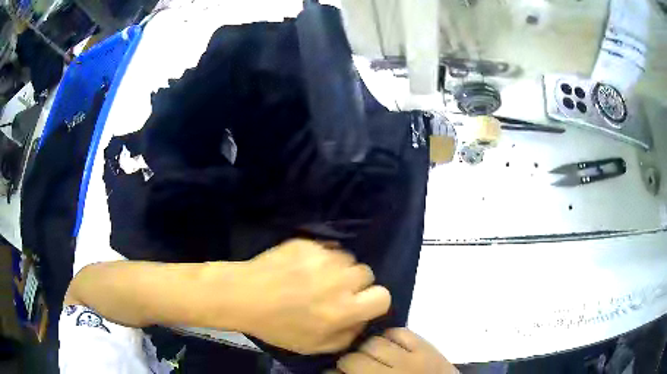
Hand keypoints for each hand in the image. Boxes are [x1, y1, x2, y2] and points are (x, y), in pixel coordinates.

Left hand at [237, 239, 390, 354]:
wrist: (244, 296)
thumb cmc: (278, 326)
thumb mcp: (314, 346)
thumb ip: (347, 336)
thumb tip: (362, 320)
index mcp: (343, 310)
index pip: (383, 297)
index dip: (374, 301)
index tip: (359, 304)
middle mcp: (339, 281)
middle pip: (367, 274)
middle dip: (356, 284)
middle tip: (333, 291)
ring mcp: (323, 258)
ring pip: (348, 258)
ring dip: (339, 268)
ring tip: (316, 277)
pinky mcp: (308, 243)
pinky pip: (328, 247)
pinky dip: (322, 256)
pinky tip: (303, 266)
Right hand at [332, 328, 456, 373]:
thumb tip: (335, 373)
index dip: (331, 373)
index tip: (330, 371)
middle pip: (352, 360)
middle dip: (346, 361)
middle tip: (350, 364)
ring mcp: (409, 359)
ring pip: (373, 343)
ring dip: (366, 347)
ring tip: (369, 352)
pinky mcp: (425, 347)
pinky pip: (399, 332)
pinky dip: (390, 335)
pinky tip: (388, 343)